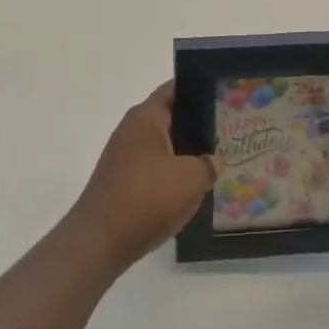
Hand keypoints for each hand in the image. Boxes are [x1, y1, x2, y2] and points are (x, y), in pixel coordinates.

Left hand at [67, 81, 213, 271]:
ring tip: (215, 160)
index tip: (222, 95)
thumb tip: (212, 161)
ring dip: (184, 152)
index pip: (173, 90)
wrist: (101, 239)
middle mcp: (131, 130)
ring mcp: (123, 157)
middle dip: (196, 124)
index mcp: (145, 117)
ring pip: (162, 146)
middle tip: (228, 131)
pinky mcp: (122, 181)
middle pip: (169, 118)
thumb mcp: (191, 178)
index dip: (197, 89)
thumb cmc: (147, 197)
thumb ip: (208, 164)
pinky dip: (171, 174)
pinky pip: (153, 169)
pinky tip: (191, 188)